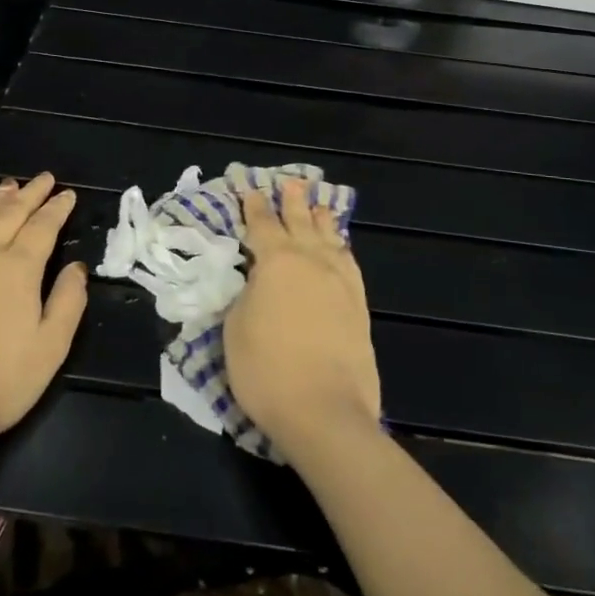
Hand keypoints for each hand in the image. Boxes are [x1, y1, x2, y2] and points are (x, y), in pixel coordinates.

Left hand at [0, 174, 87, 451]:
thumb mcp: (49, 349)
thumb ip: (68, 303)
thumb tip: (77, 267)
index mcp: (19, 269)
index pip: (43, 227)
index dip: (57, 208)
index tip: (67, 194)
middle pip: (10, 215)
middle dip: (30, 194)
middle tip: (43, 178)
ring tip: (8, 186)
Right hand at [225, 178, 380, 456]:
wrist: (325, 412)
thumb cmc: (267, 370)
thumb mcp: (235, 328)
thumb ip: (246, 294)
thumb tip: (257, 280)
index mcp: (276, 262)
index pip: (262, 225)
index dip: (254, 207)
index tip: (250, 190)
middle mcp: (311, 261)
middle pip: (300, 221)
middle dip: (293, 201)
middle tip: (291, 183)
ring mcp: (339, 281)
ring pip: (329, 237)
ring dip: (321, 218)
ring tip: (318, 204)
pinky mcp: (358, 305)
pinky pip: (349, 262)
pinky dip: (342, 247)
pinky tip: (340, 247)